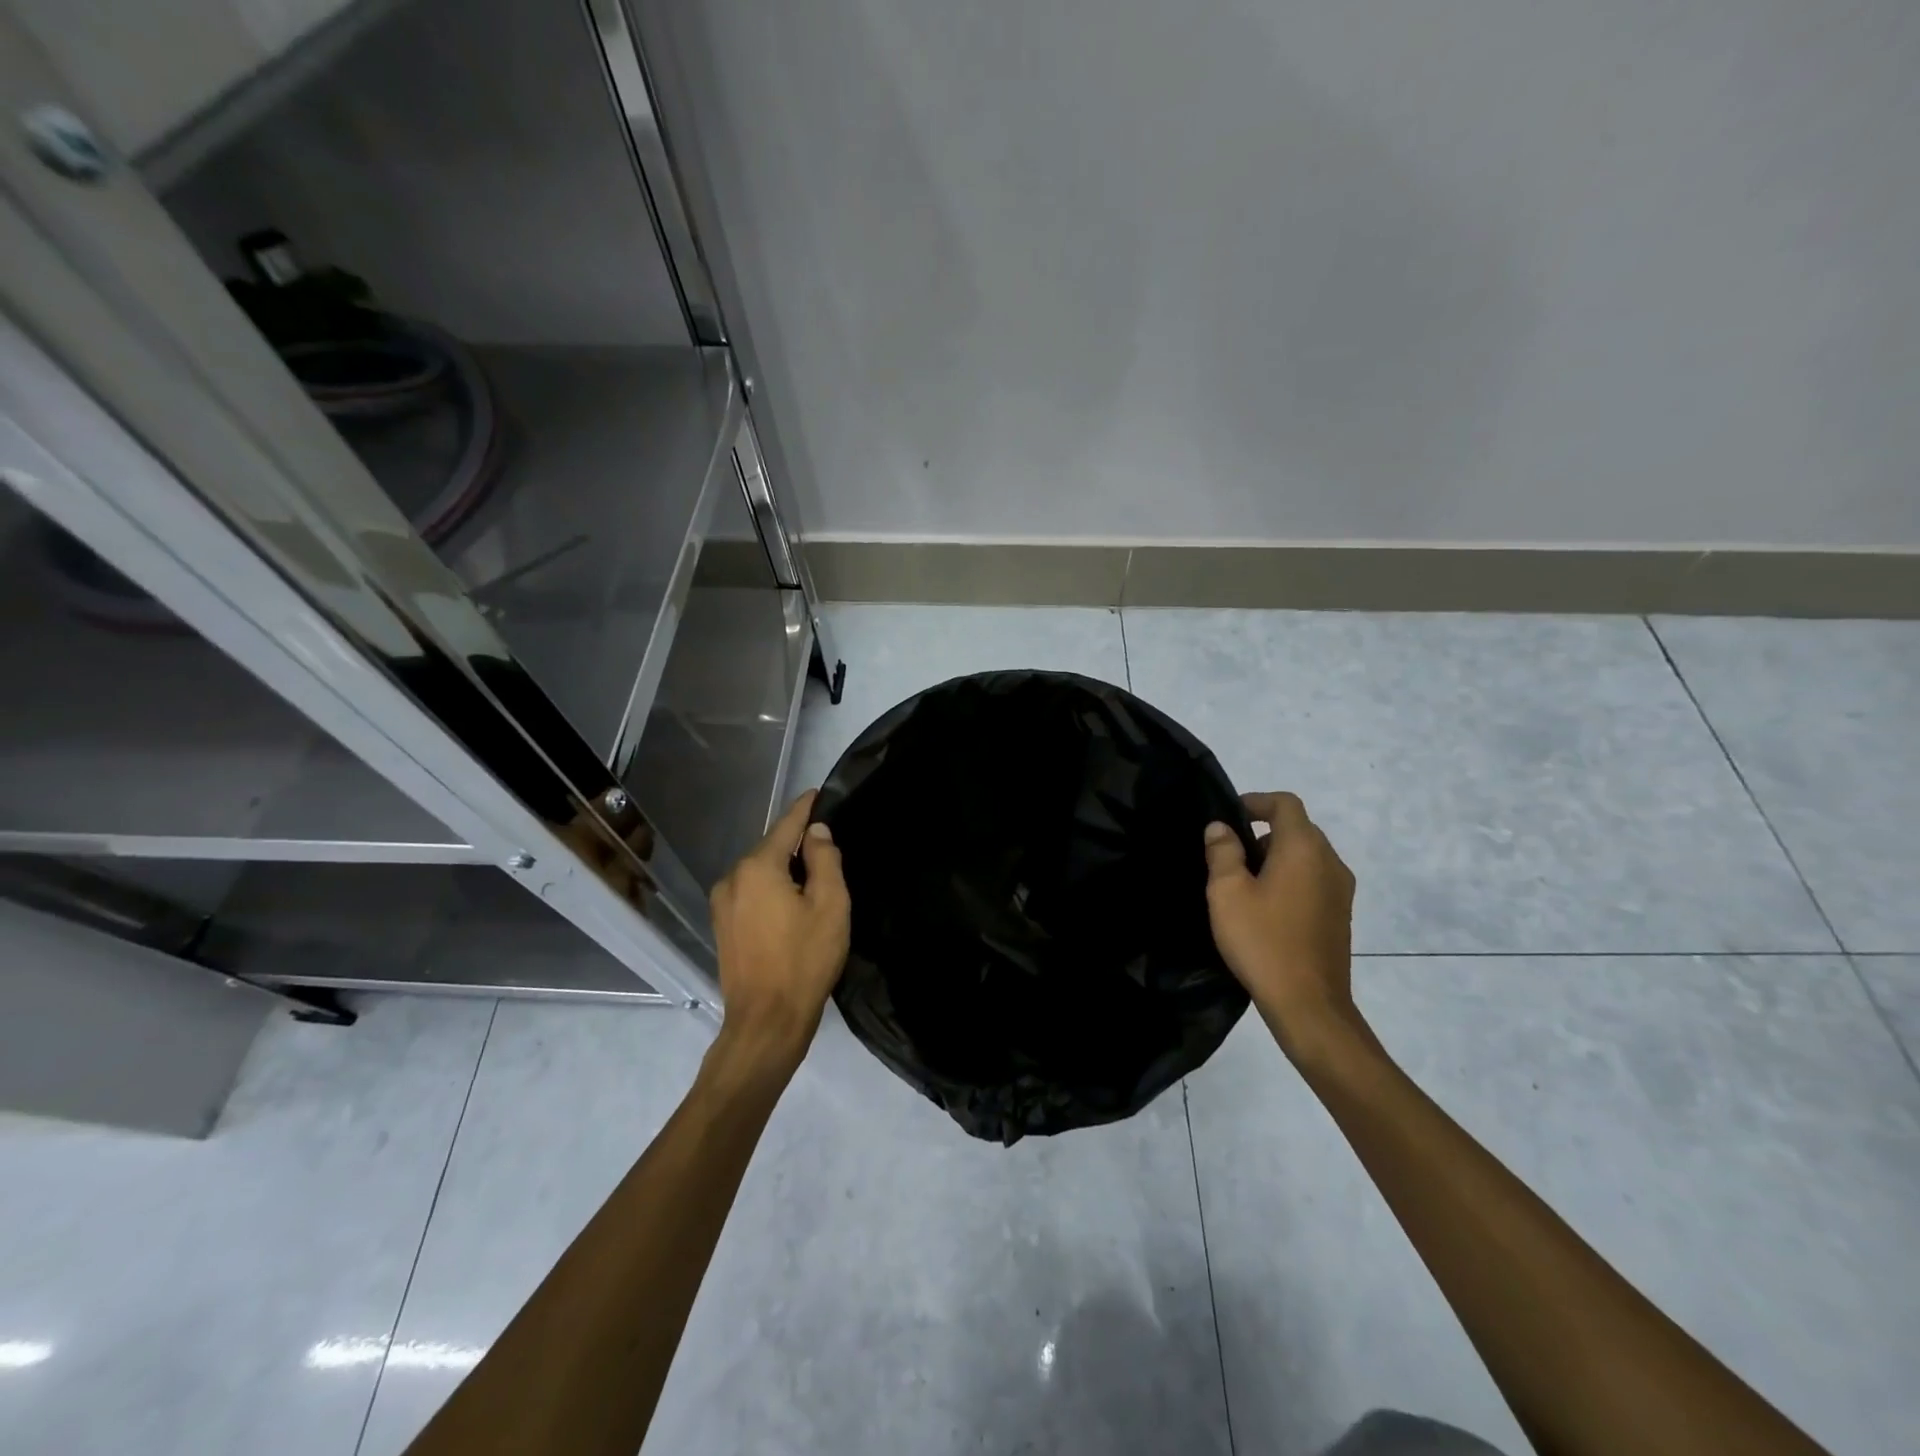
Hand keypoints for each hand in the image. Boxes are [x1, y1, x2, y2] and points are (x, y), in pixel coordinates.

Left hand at [708, 791, 850, 1071]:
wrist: (766, 1022)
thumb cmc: (805, 960)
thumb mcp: (830, 905)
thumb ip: (824, 859)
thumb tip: (816, 832)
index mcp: (758, 868)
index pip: (786, 825)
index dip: (805, 808)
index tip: (818, 792)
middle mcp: (732, 878)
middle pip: (771, 848)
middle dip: (797, 844)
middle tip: (828, 847)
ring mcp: (722, 904)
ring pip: (760, 872)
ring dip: (784, 869)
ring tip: (814, 877)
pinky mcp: (722, 926)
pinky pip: (751, 892)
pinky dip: (771, 889)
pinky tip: (791, 903)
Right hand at [1203, 792, 1359, 1060]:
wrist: (1309, 1004)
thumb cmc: (1262, 941)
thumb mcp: (1227, 893)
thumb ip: (1223, 852)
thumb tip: (1221, 828)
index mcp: (1304, 848)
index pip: (1285, 804)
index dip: (1256, 801)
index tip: (1229, 816)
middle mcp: (1330, 862)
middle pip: (1298, 829)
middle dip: (1263, 832)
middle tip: (1229, 853)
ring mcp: (1341, 890)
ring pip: (1307, 855)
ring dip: (1277, 857)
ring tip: (1243, 882)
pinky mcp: (1340, 915)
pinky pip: (1314, 879)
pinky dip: (1291, 878)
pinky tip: (1266, 907)